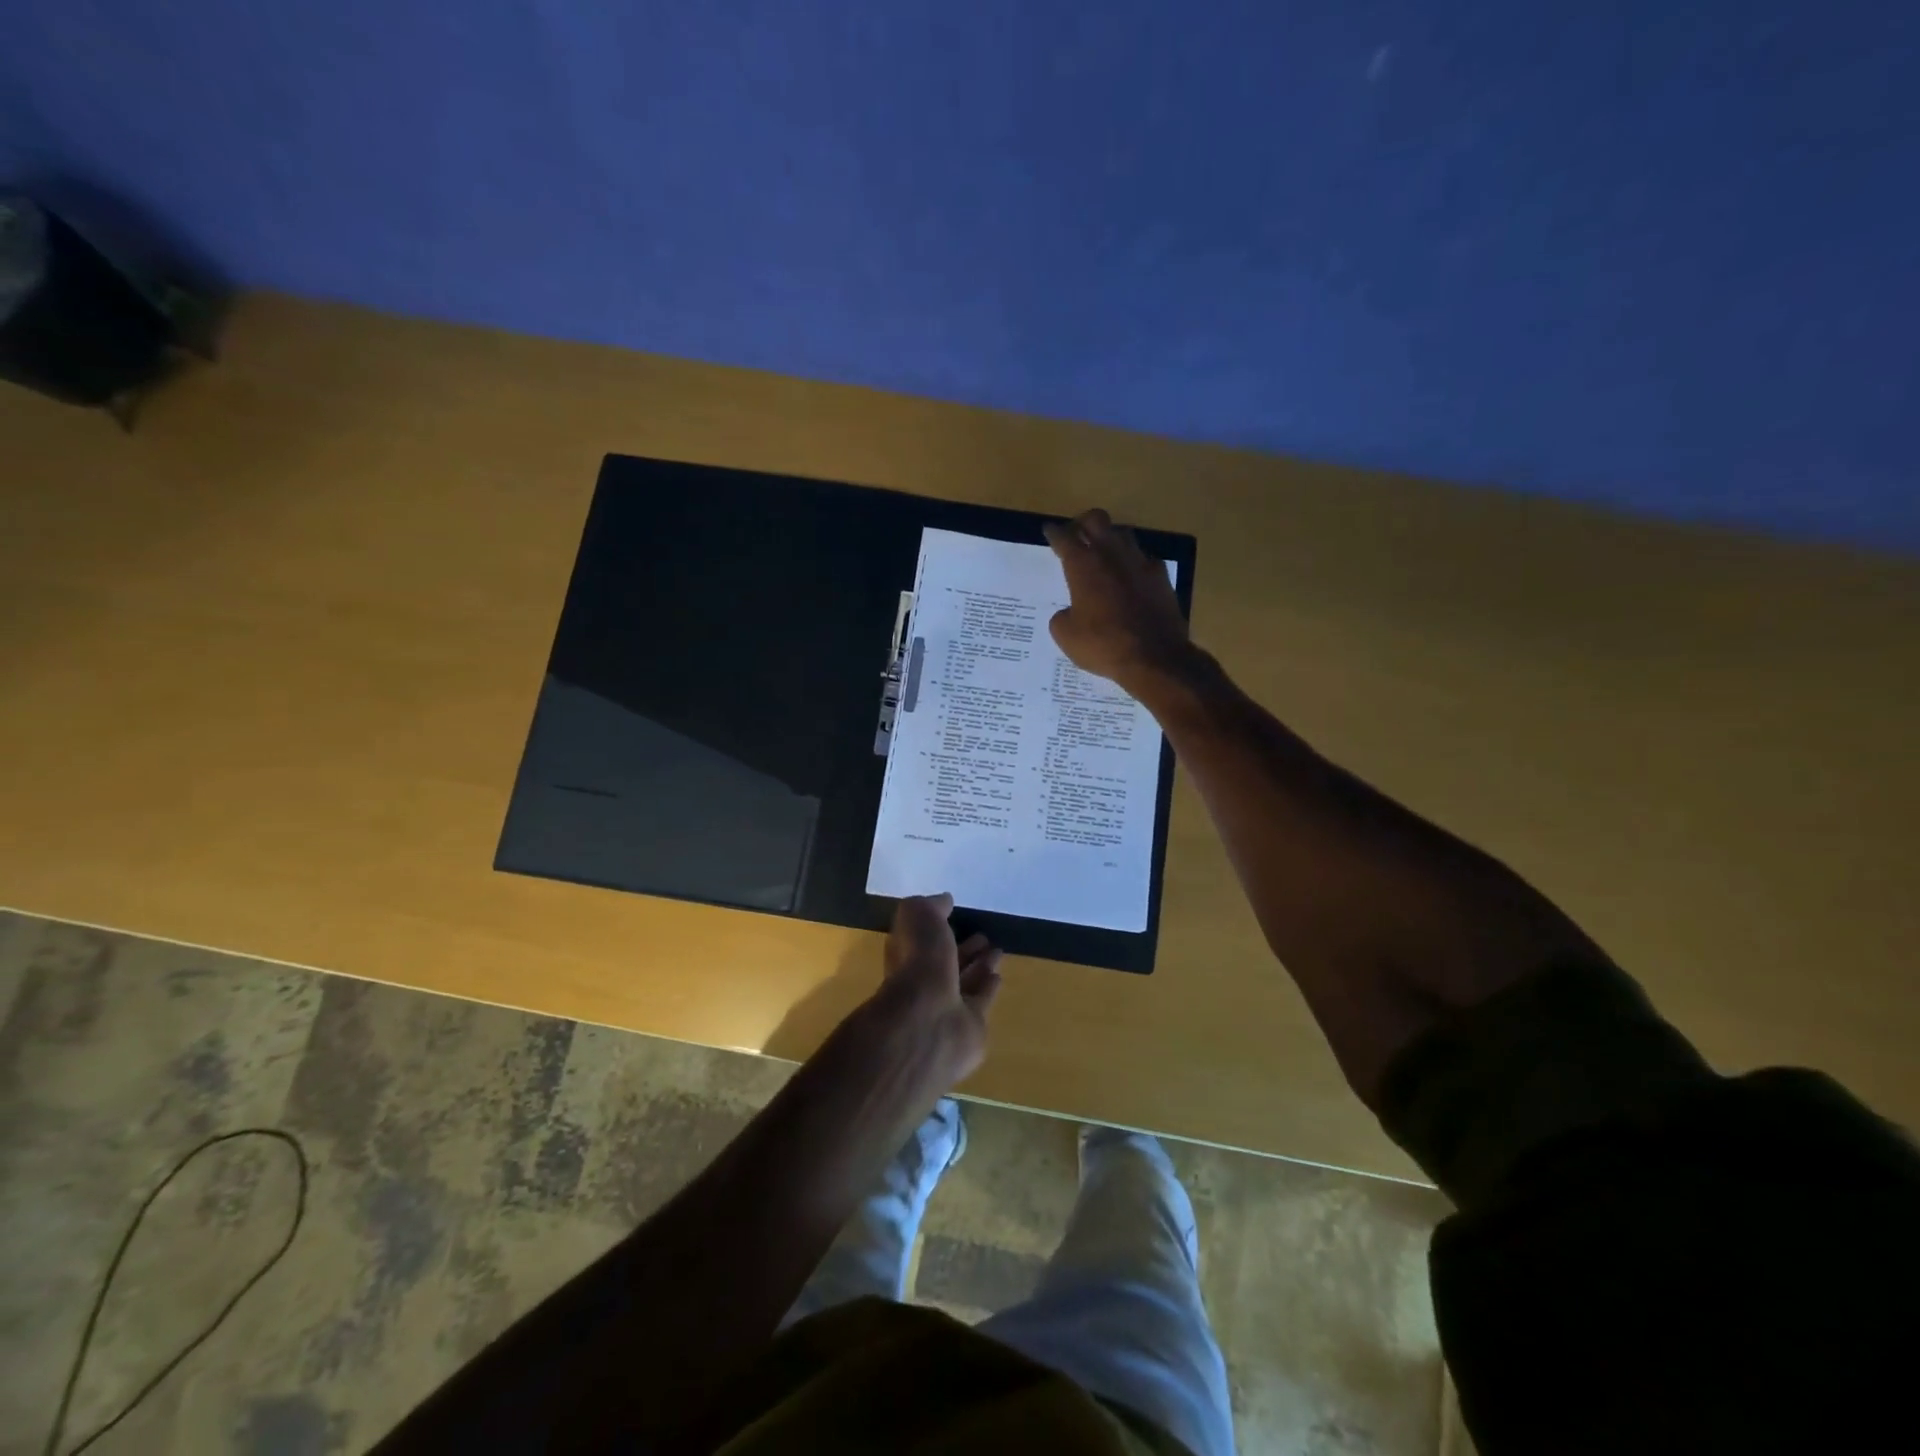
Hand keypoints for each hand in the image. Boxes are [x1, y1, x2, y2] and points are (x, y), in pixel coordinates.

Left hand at [871, 893, 1002, 1083]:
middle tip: (985, 935)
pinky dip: (989, 988)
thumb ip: (931, 906)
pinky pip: (981, 1002)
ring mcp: (946, 1007)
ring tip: (997, 950)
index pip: (923, 939)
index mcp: (907, 955)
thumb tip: (944, 900)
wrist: (930, 1020)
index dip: (940, 926)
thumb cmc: (919, 962)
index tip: (958, 913)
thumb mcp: (918, 916)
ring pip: (966, 981)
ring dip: (980, 966)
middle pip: (947, 962)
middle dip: (965, 948)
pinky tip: (999, 976)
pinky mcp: (969, 1027)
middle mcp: (924, 981)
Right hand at [1042, 508, 1190, 689]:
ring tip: (1104, 554)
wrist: (1155, 658)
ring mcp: (1140, 563)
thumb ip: (1061, 617)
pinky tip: (1131, 577)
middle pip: (1096, 520)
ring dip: (1110, 539)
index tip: (1049, 531)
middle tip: (1077, 535)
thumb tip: (1068, 612)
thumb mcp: (1066, 637)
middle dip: (1083, 523)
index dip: (1054, 533)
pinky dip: (1134, 564)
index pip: (1064, 538)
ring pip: (1123, 534)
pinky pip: (1144, 559)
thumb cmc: (1103, 645)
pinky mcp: (1161, 577)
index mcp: (1083, 566)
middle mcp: (1112, 555)